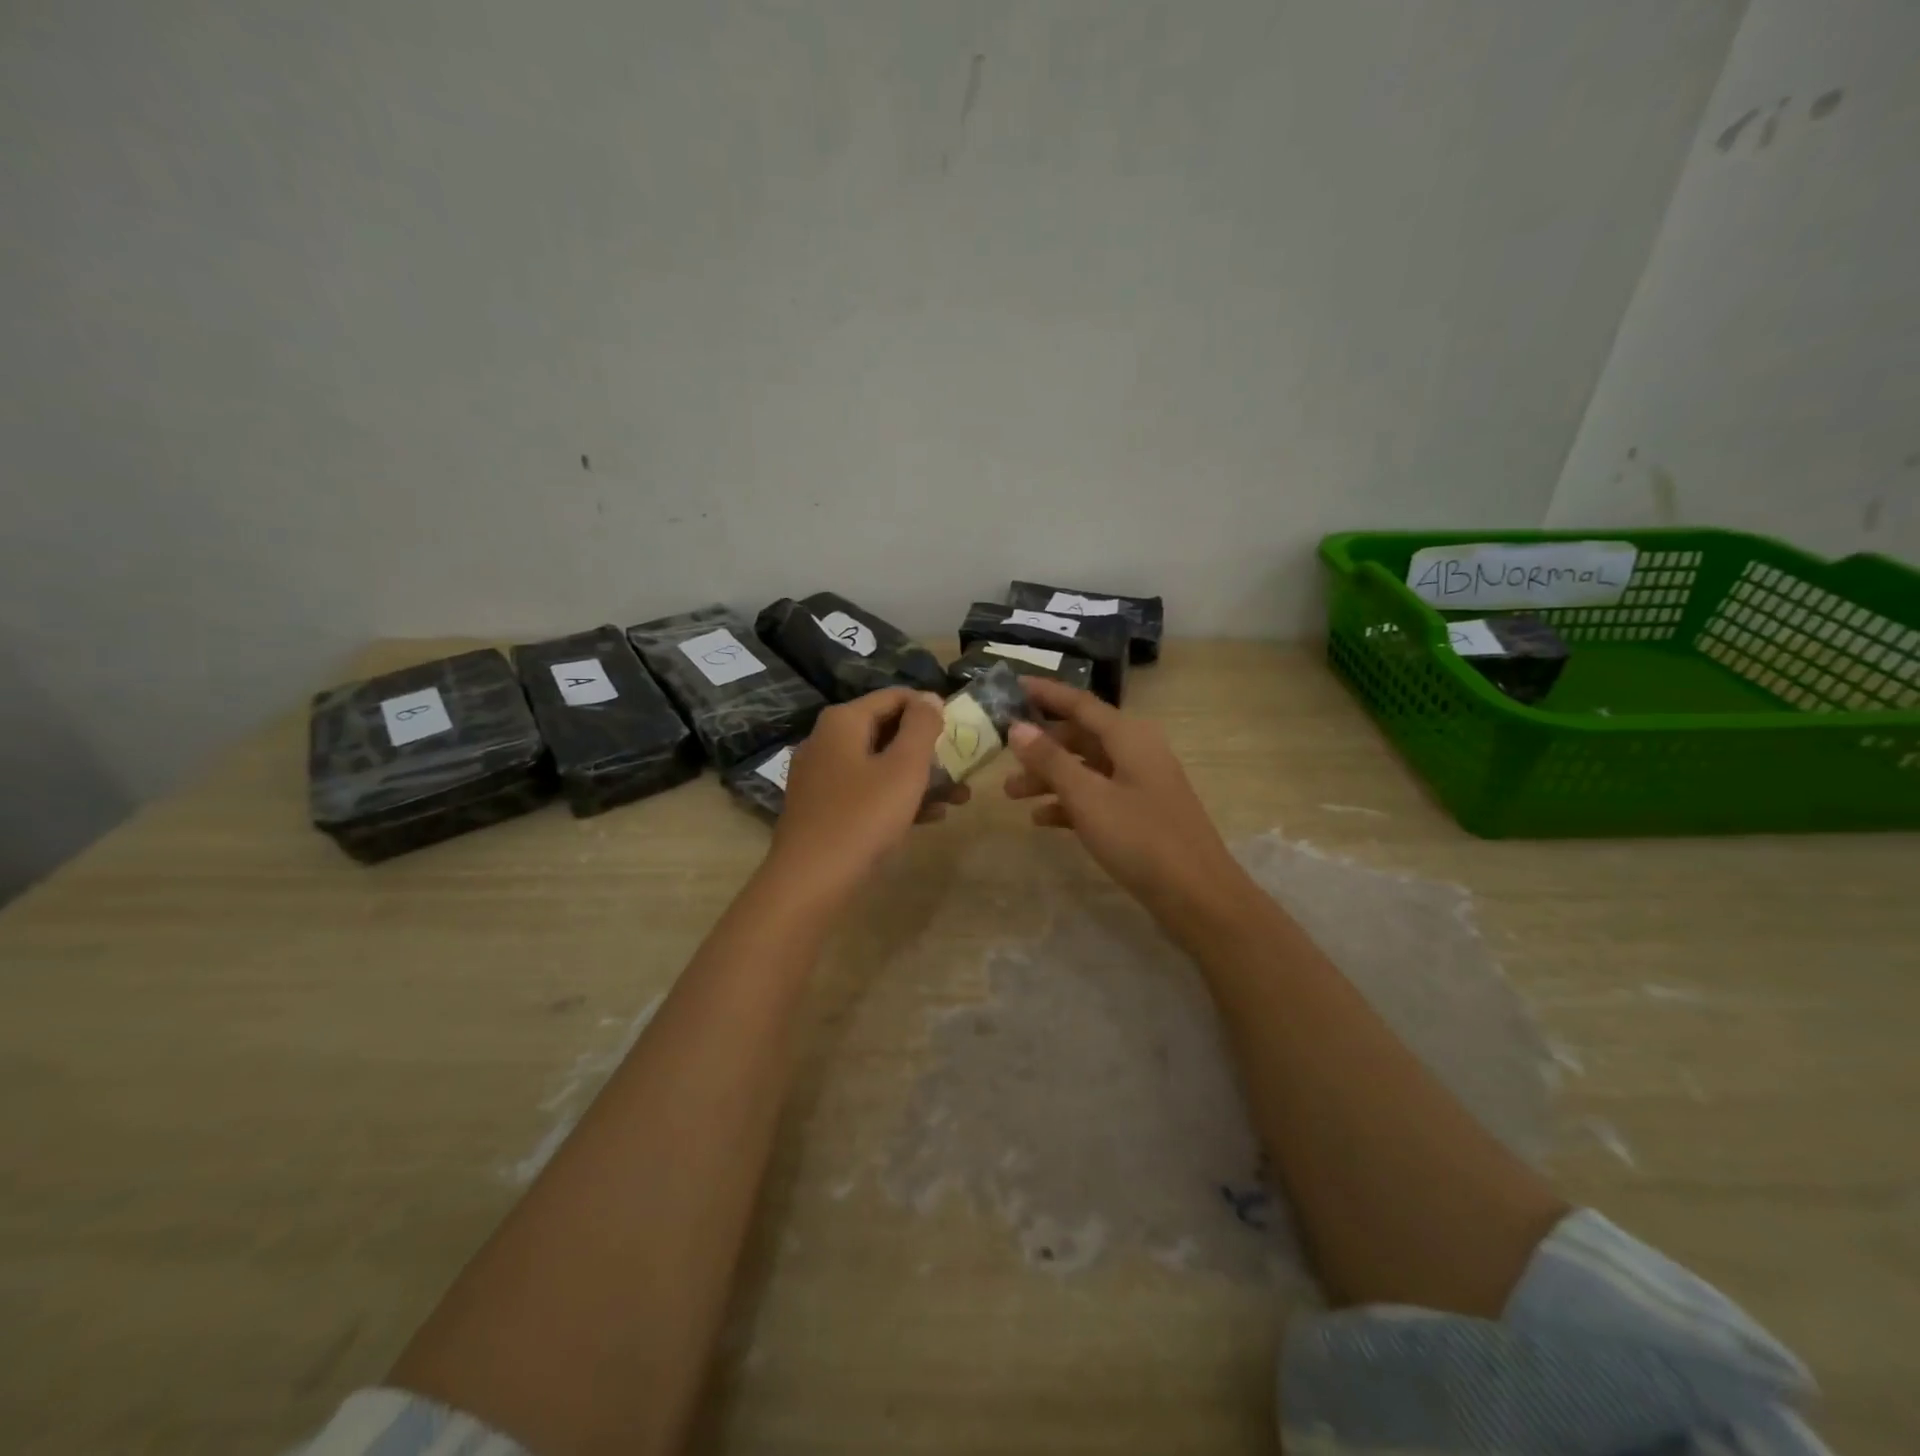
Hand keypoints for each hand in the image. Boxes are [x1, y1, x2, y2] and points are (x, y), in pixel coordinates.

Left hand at [768, 688, 967, 899]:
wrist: (810, 882)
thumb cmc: (863, 817)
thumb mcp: (904, 768)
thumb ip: (921, 727)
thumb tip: (930, 697)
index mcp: (843, 721)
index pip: (895, 696)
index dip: (931, 708)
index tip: (961, 730)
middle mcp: (827, 740)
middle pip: (887, 730)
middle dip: (929, 748)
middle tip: (963, 767)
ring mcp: (821, 776)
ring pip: (879, 764)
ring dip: (920, 777)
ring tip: (958, 797)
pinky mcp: (822, 807)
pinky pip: (866, 790)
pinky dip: (896, 797)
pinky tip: (929, 817)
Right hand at [1003, 678, 1247, 925]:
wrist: (1198, 897)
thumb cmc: (1141, 838)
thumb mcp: (1088, 797)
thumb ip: (1051, 761)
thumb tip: (1018, 727)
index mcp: (1129, 736)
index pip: (1080, 703)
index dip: (1045, 694)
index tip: (1011, 686)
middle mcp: (1136, 752)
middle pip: (1080, 737)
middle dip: (1040, 746)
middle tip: (1001, 753)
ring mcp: (1140, 785)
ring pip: (1086, 769)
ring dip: (1049, 778)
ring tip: (1011, 795)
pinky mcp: (1140, 815)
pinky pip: (1097, 797)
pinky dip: (1069, 804)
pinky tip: (1041, 820)